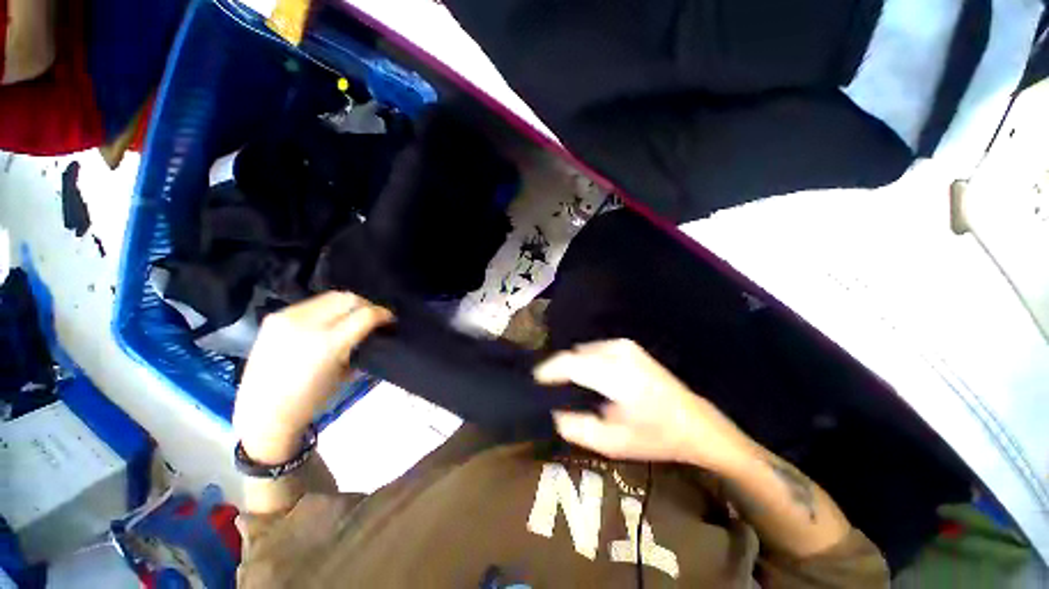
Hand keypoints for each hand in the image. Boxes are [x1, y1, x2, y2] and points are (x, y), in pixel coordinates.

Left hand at [233, 292, 391, 463]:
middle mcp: (307, 324)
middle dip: (367, 305)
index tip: (390, 320)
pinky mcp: (275, 317)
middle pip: (349, 298)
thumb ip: (361, 346)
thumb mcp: (346, 374)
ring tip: (352, 317)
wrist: (263, 412)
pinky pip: (312, 303)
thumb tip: (374, 331)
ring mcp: (287, 317)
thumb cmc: (310, 400)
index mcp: (328, 343)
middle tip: (373, 317)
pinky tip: (329, 322)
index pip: (366, 314)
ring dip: (348, 305)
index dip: (383, 314)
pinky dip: (328, 309)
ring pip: (331, 296)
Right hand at [534, 339, 756, 471]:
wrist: (695, 423)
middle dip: (559, 371)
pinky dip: (584, 362)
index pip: (570, 363)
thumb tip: (552, 411)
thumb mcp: (613, 443)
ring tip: (567, 388)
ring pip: (583, 352)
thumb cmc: (656, 437)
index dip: (547, 371)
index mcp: (617, 375)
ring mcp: (624, 345)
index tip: (533, 383)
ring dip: (572, 367)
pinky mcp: (627, 345)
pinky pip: (594, 350)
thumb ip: (577, 427)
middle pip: (574, 355)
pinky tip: (587, 380)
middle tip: (551, 392)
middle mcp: (618, 352)